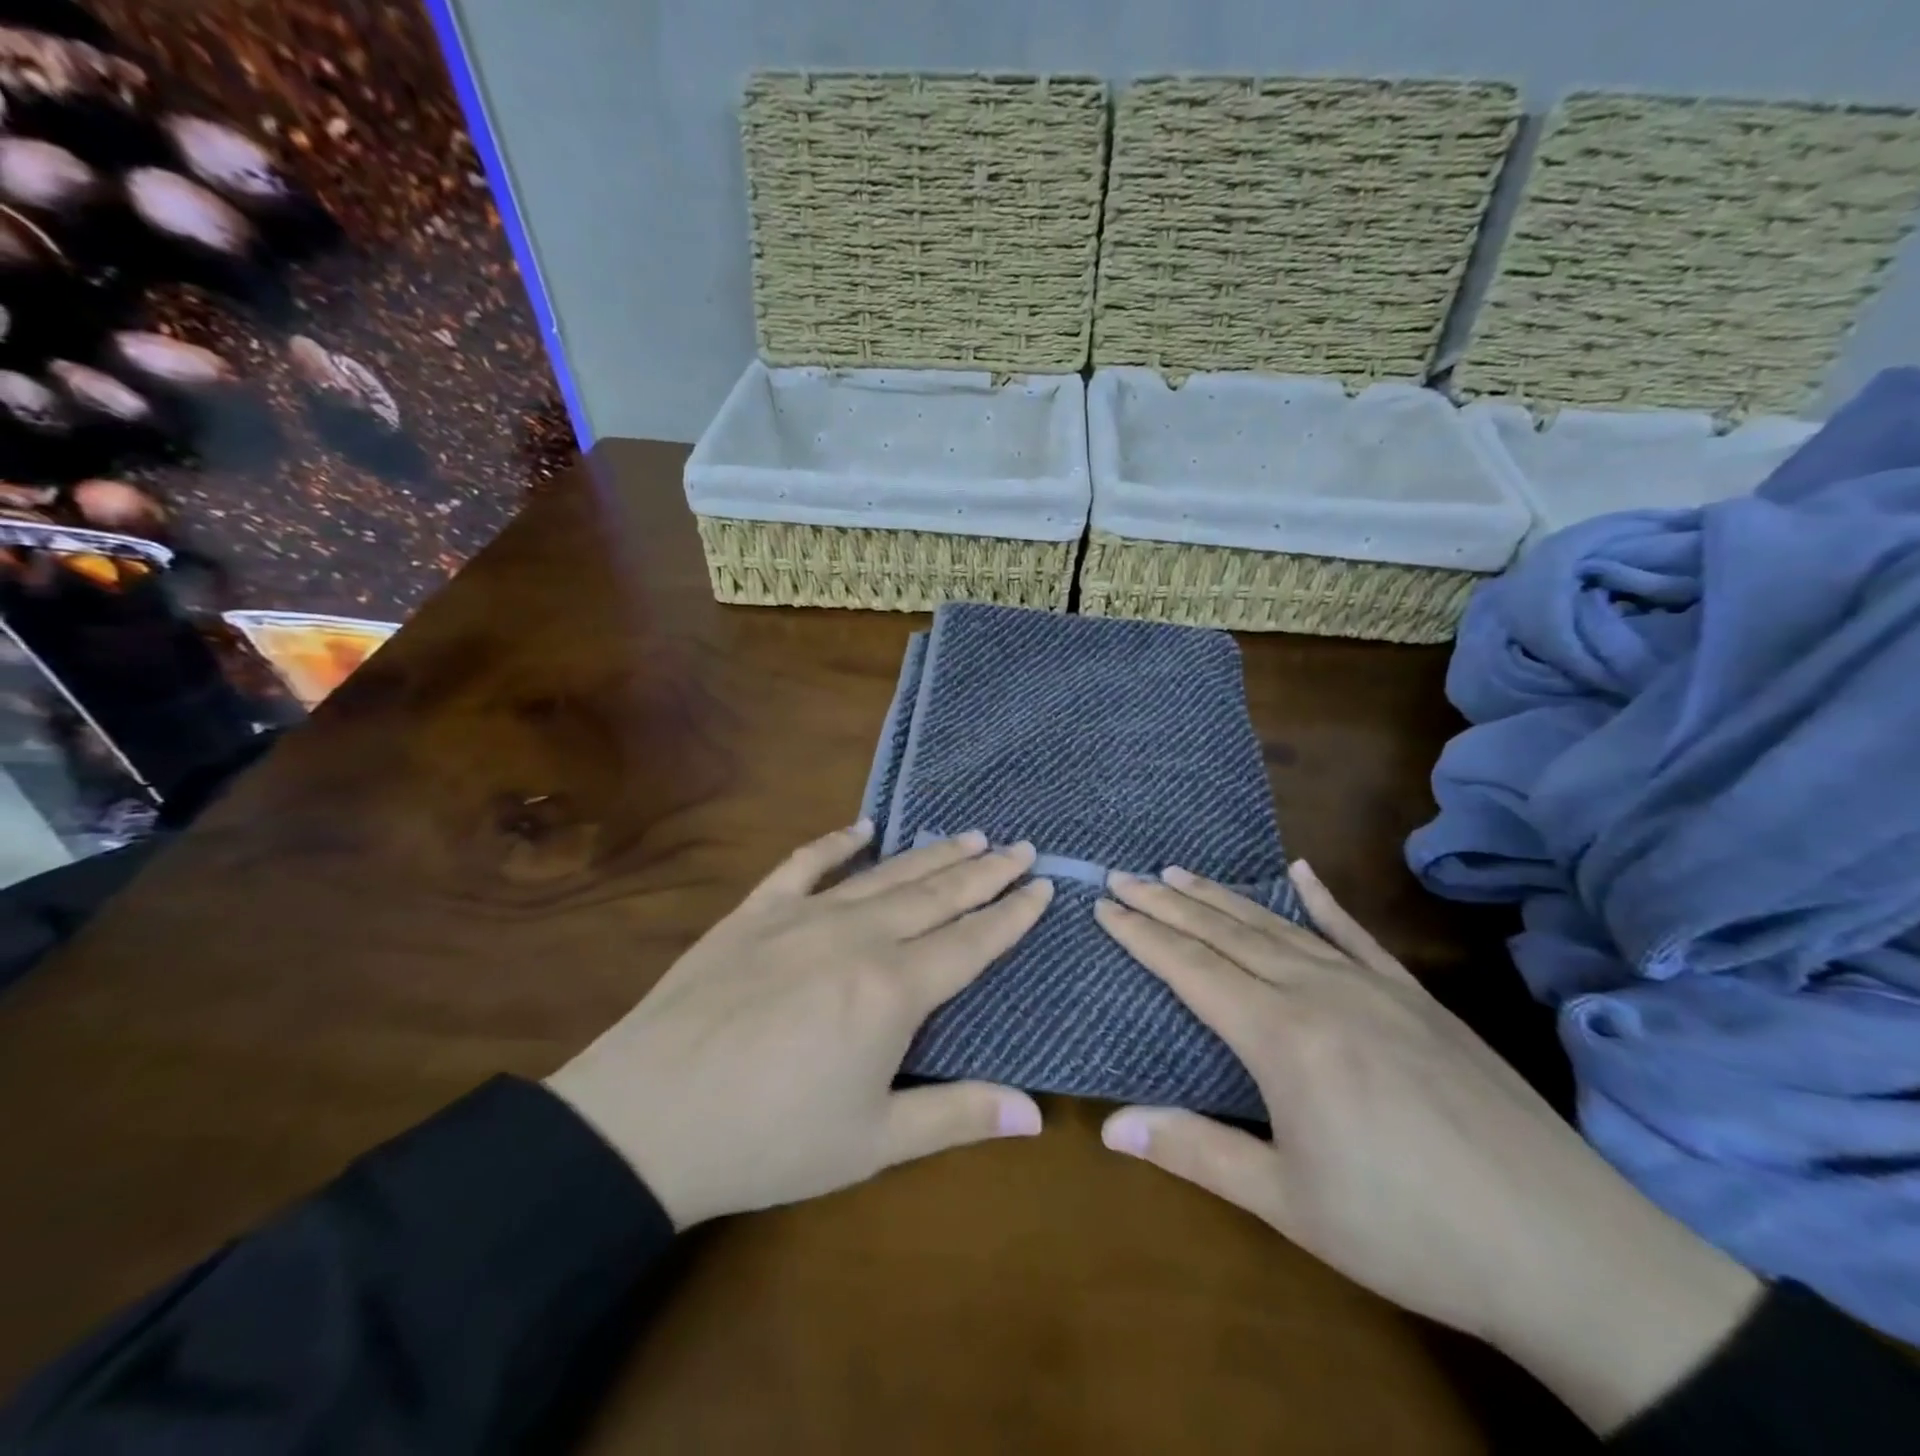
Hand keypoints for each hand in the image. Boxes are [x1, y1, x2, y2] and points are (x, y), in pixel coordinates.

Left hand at [546, 823, 1050, 1228]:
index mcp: (893, 989)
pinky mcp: (756, 911)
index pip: (971, 941)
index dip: (1012, 913)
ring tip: (968, 834)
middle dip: (984, 870)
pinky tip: (862, 827)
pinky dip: (837, 842)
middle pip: (937, 894)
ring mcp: (804, 915)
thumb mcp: (873, 1141)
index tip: (1042, 885)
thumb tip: (1037, 1113)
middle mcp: (858, 936)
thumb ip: (957, 1116)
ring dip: (931, 853)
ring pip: (885, 875)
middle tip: (1019, 845)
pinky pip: (806, 864)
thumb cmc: (769, 1139)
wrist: (648, 1118)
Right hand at [1094, 863, 1760, 1434]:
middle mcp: (1320, 992)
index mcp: (1283, 1036)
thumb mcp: (1290, 1203)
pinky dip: (1322, 899)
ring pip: (1279, 925)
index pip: (1191, 967)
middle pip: (1226, 933)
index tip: (1104, 903)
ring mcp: (1374, 987)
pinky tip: (1300, 871)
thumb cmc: (1410, 1232)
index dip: (1142, 933)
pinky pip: (1356, 934)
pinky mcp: (1417, 997)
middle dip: (1168, 902)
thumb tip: (1110, 1127)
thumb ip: (1197, 1151)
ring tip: (1180, 870)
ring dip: (1223, 896)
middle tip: (1125, 873)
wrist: (1569, 1249)